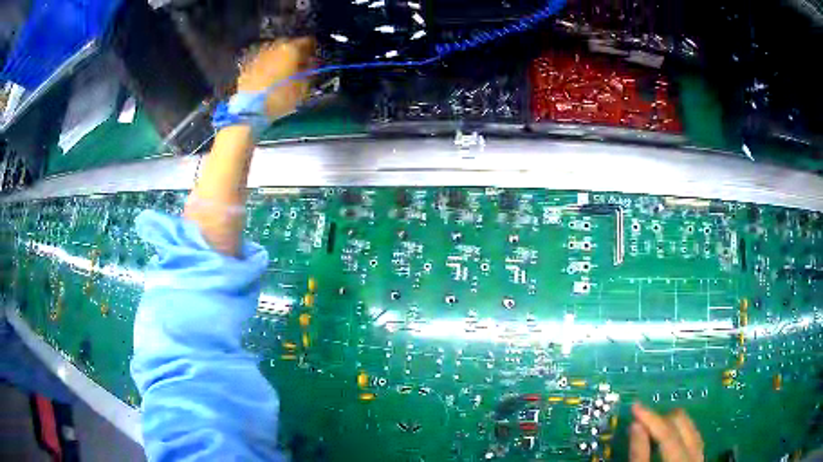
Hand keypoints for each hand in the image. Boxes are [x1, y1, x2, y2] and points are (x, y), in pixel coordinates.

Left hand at [237, 37, 315, 118]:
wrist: (250, 111)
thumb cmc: (279, 99)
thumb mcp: (302, 87)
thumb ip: (308, 71)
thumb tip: (310, 63)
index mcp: (290, 49)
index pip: (307, 41)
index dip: (311, 48)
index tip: (312, 55)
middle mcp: (274, 47)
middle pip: (287, 43)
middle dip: (293, 50)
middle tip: (296, 61)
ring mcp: (258, 55)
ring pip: (272, 49)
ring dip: (277, 55)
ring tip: (280, 66)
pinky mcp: (246, 65)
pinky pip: (259, 59)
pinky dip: (264, 63)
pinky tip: (266, 72)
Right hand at [630, 403, 703, 461]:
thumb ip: (639, 454)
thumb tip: (636, 424)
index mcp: (682, 458)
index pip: (667, 432)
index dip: (650, 418)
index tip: (635, 405)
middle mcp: (696, 452)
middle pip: (683, 422)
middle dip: (662, 418)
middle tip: (643, 420)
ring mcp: (701, 454)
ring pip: (691, 427)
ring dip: (672, 424)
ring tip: (655, 426)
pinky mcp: (700, 457)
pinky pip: (694, 437)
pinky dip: (681, 432)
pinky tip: (672, 434)